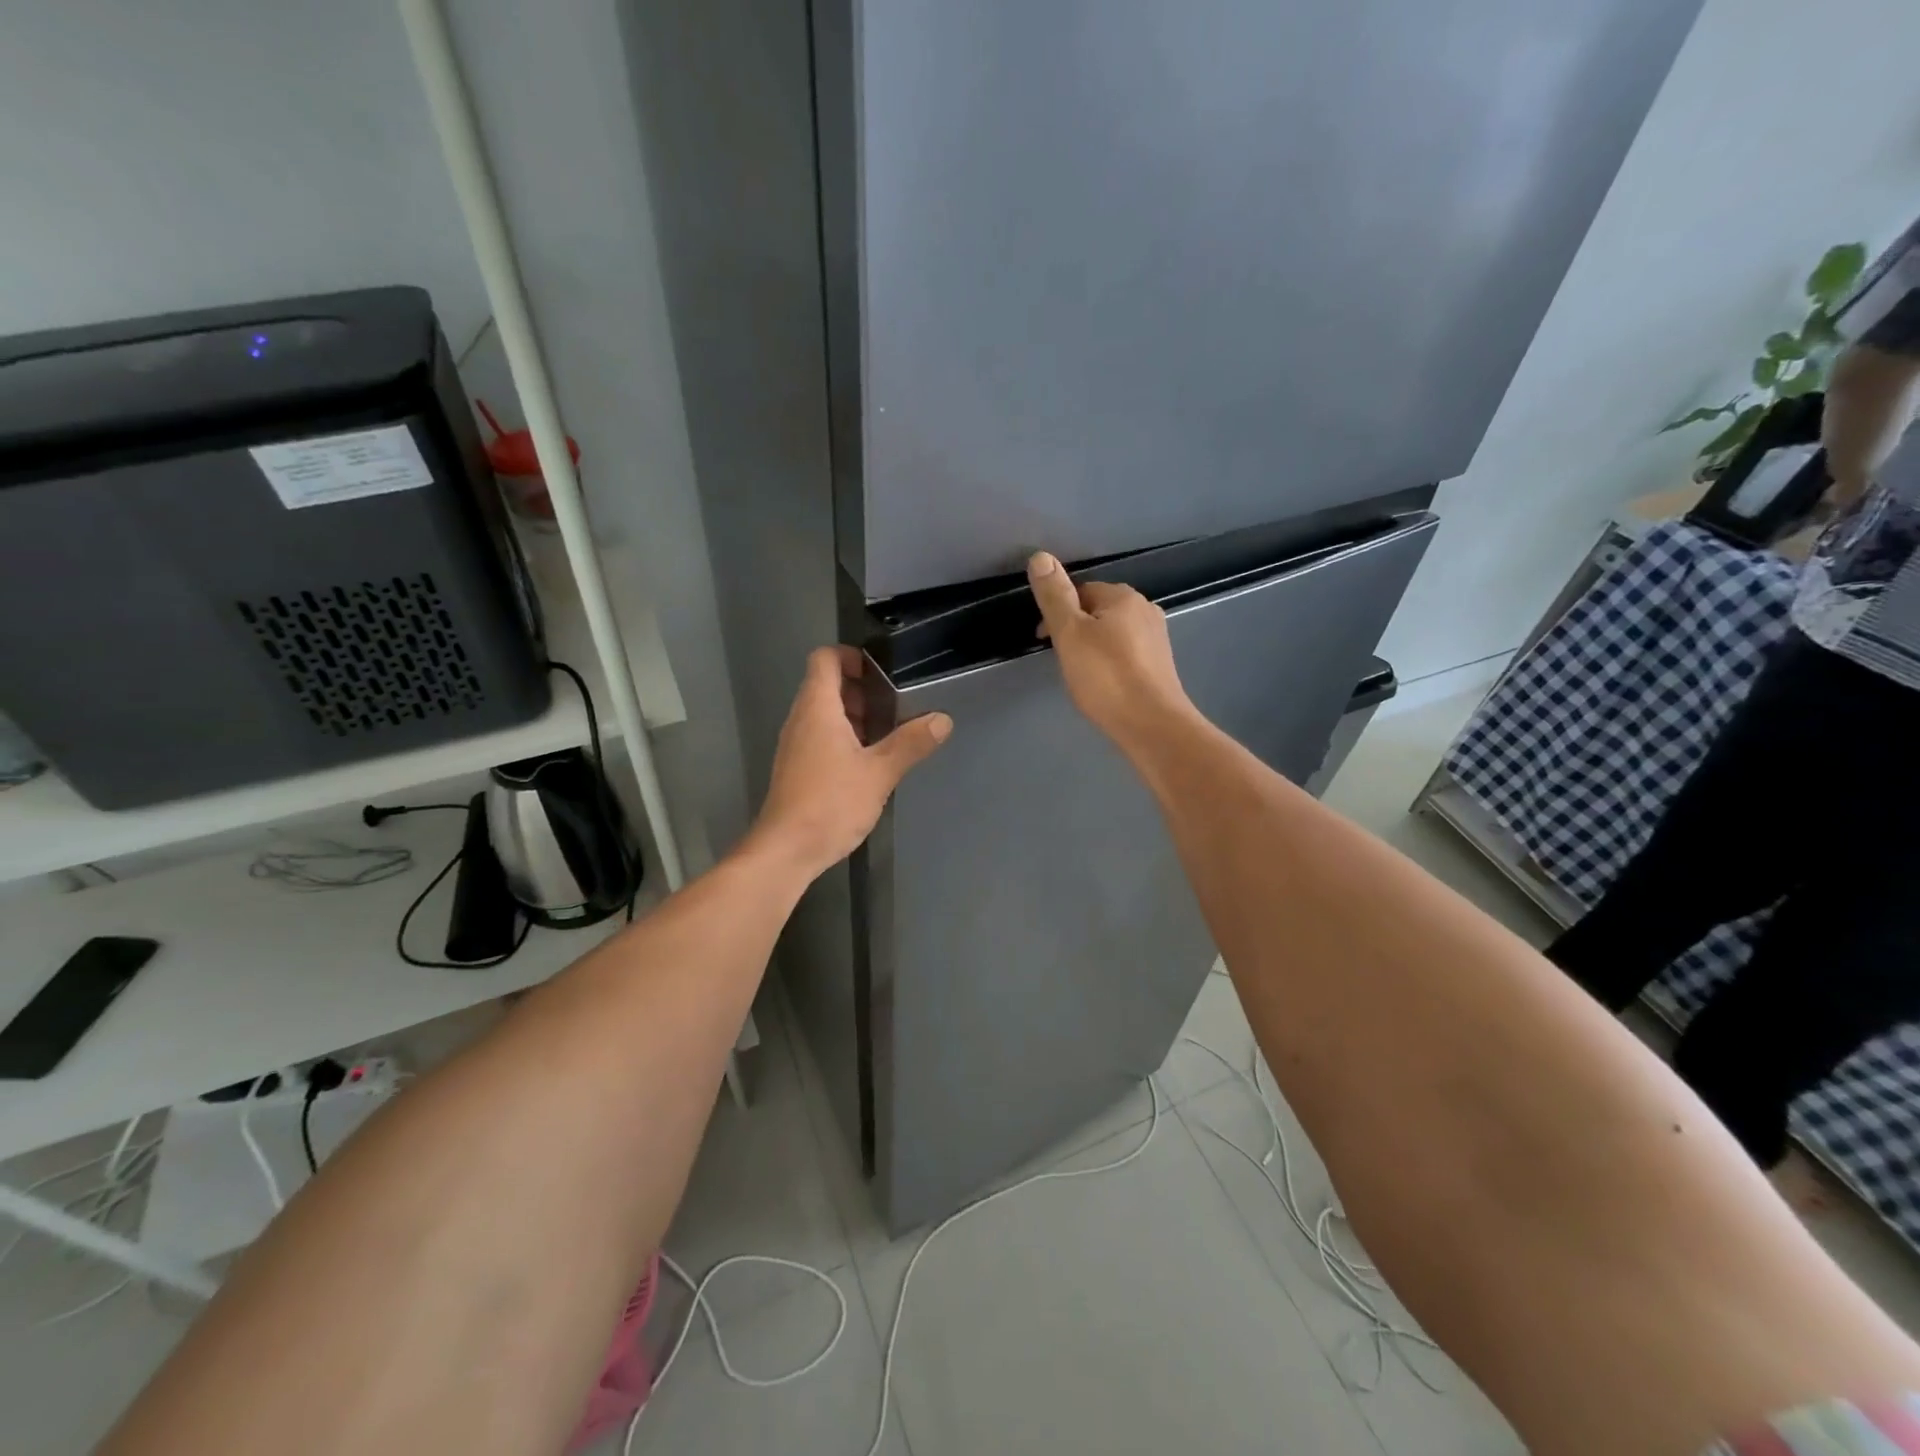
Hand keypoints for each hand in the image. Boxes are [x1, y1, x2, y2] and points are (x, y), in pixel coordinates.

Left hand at [750, 646, 950, 875]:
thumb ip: (911, 743)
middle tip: (894, 709)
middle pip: (826, 685)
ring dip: (854, 718)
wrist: (786, 850)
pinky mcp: (796, 768)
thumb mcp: (880, 772)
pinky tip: (867, 765)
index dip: (852, 657)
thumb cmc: (831, 803)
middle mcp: (801, 719)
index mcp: (817, 708)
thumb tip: (942, 719)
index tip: (882, 674)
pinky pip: (819, 737)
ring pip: (824, 714)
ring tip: (887, 737)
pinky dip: (843, 739)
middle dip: (861, 691)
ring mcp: (795, 745)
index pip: (825, 658)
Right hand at [1027, 551, 1195, 752]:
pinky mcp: (1160, 665)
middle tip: (1060, 658)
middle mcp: (1145, 610)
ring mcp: (1157, 638)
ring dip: (1093, 645)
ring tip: (1080, 673)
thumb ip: (1054, 597)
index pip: (1081, 590)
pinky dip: (1110, 661)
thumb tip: (1040, 556)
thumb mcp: (1070, 634)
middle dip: (1076, 628)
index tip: (1043, 639)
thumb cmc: (1106, 678)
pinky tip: (1103, 683)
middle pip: (1098, 610)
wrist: (1152, 725)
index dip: (1057, 611)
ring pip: (1113, 632)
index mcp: (1123, 597)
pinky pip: (1126, 653)